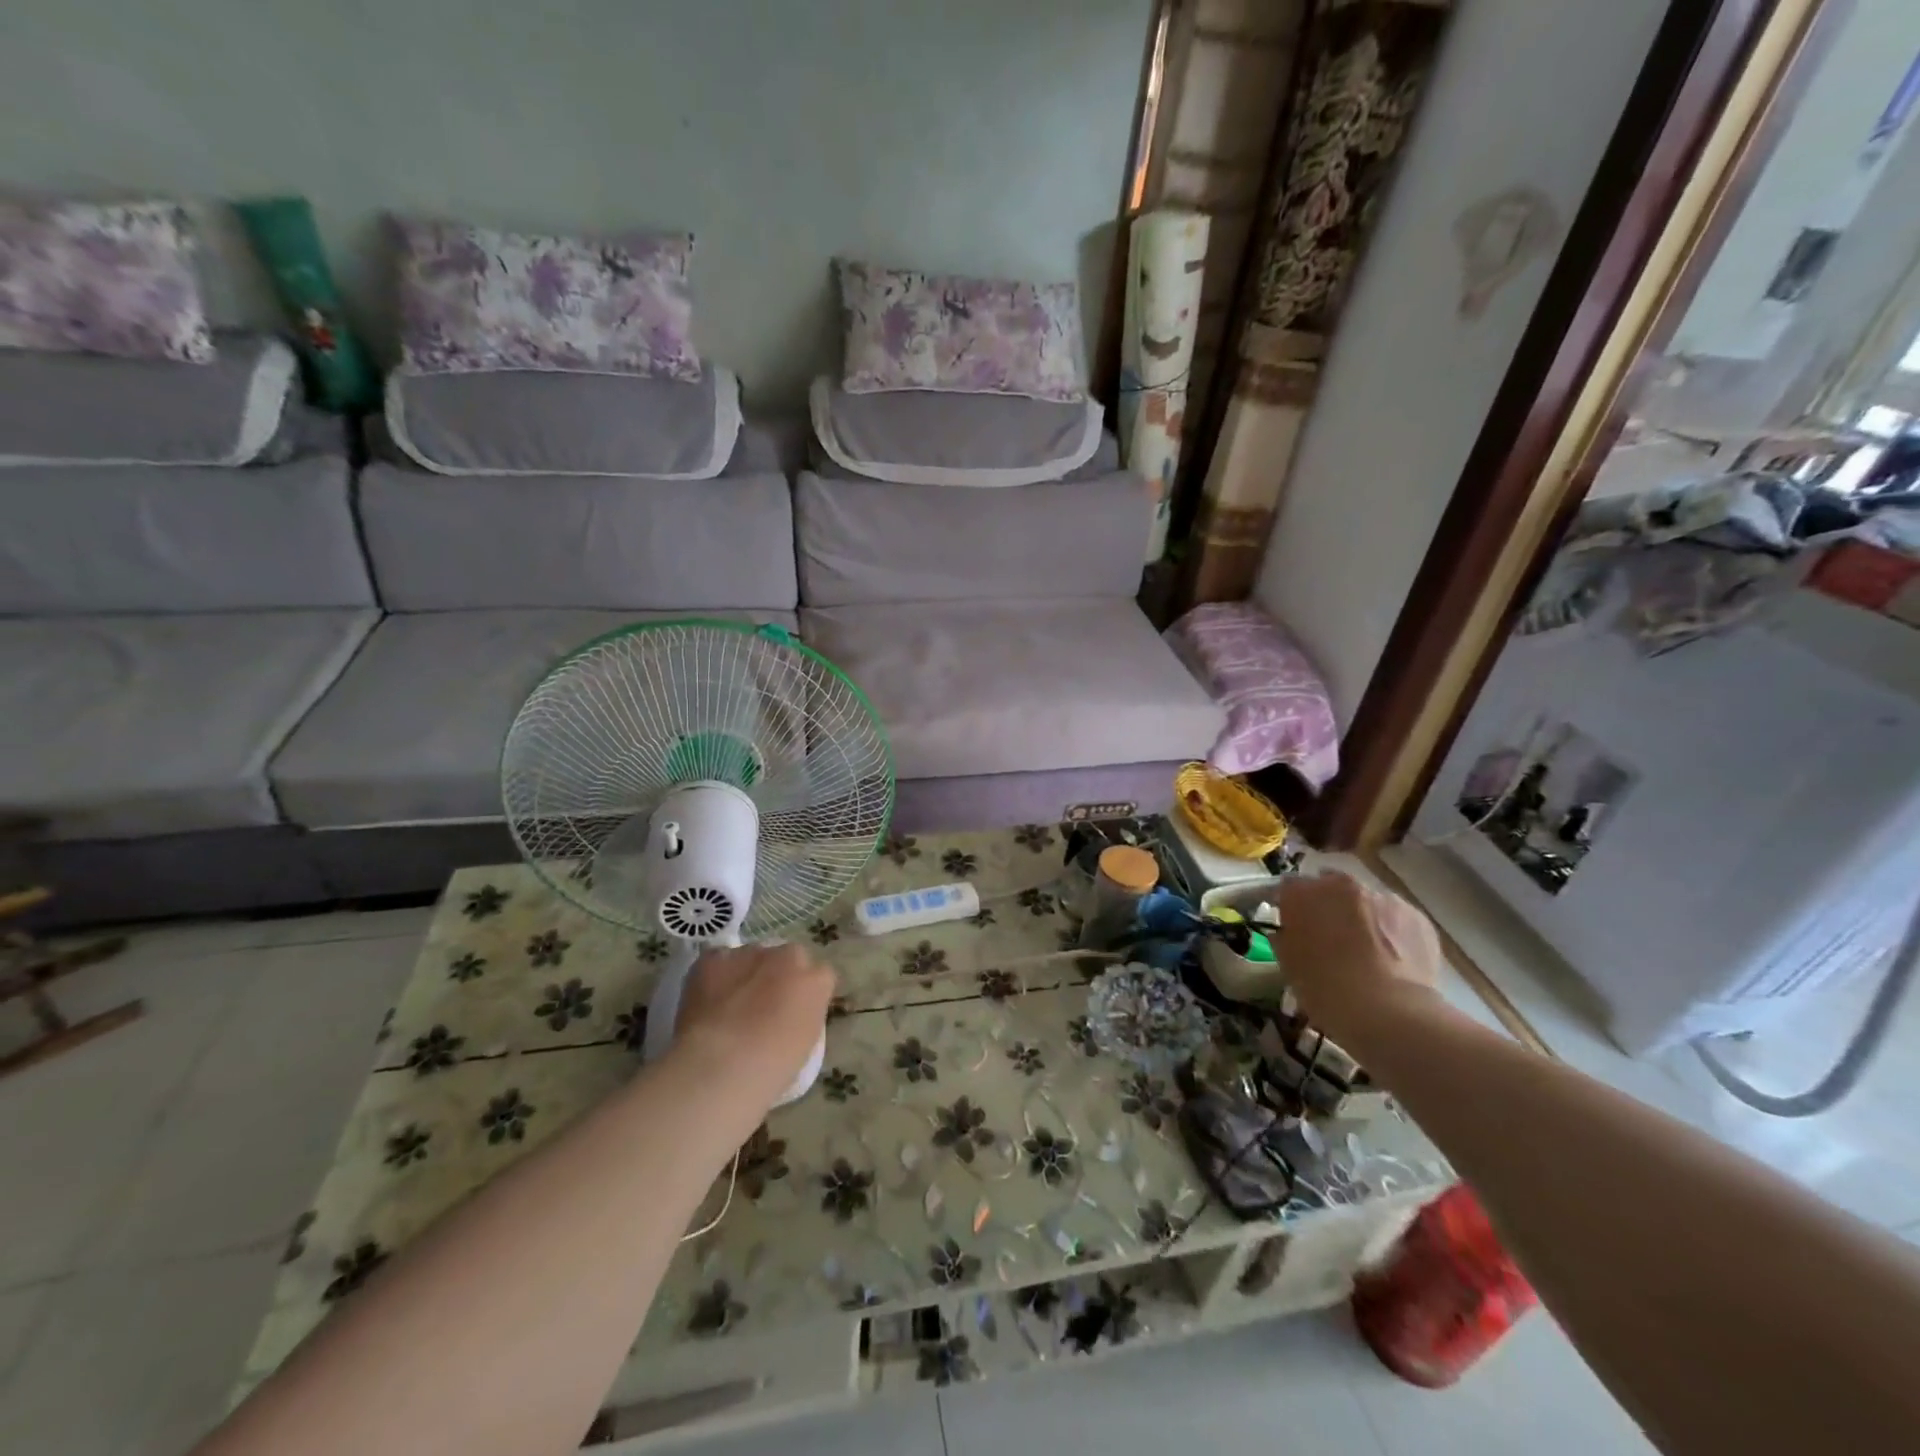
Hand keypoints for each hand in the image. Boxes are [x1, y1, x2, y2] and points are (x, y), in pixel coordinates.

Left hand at [671, 943, 835, 1109]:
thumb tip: (790, 1015)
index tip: (793, 1014)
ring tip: (728, 1007)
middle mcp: (788, 956)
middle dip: (779, 975)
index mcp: (817, 981)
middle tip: (762, 1007)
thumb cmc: (770, 1070)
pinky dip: (714, 975)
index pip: (820, 977)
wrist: (719, 1066)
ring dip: (746, 974)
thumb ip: (804, 1017)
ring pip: (752, 957)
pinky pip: (718, 959)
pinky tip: (707, 1000)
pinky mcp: (713, 957)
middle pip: (788, 958)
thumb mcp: (805, 1046)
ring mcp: (750, 953)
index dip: (805, 994)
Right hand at [1273, 871, 1443, 1050]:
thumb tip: (1289, 933)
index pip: (1288, 888)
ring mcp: (1383, 897)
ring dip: (1362, 919)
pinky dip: (1392, 933)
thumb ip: (1285, 938)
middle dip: (1328, 907)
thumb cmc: (1326, 988)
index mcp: (1303, 893)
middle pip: (1330, 888)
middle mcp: (1341, 885)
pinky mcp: (1417, 916)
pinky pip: (1396, 919)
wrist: (1390, 1012)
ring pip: (1366, 903)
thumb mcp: (1288, 966)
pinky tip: (1393, 961)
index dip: (1290, 907)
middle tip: (1330, 939)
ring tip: (1368, 953)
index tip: (1293, 927)